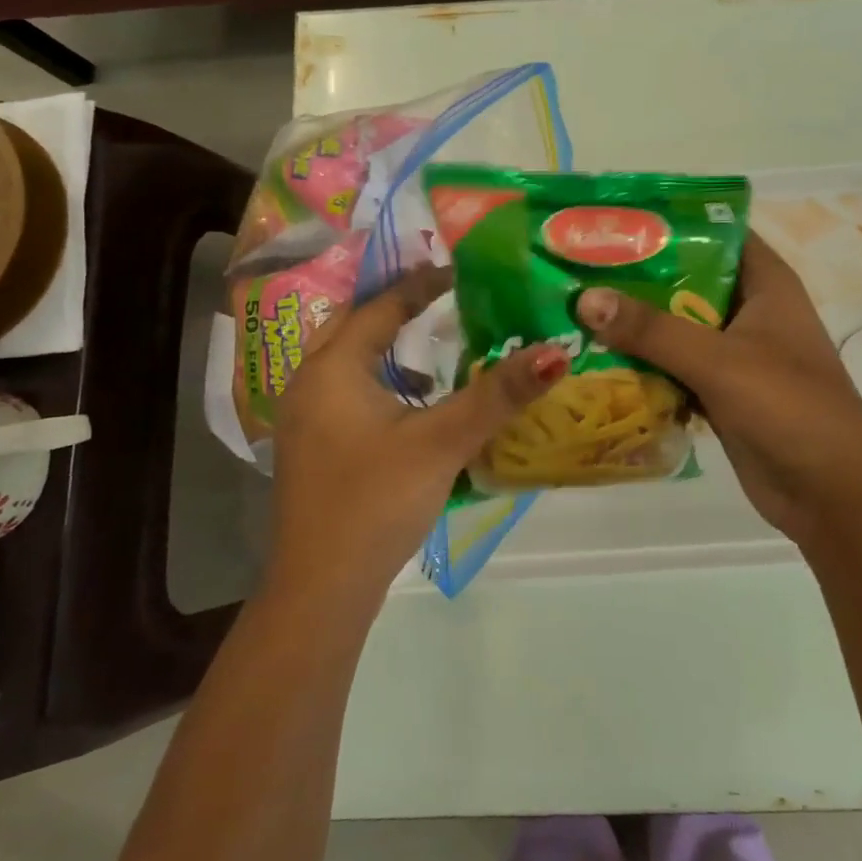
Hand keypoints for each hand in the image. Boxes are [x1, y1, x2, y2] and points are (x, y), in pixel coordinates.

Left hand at [270, 265, 568, 602]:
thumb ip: (498, 395)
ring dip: (387, 346)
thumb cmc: (377, 501)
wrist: (321, 589)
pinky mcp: (313, 448)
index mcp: (332, 368)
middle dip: (396, 308)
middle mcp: (309, 383)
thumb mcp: (442, 442)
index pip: (380, 306)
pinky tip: (413, 401)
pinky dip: (379, 380)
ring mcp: (306, 419)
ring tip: (433, 339)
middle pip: (353, 325)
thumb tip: (555, 352)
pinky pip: (347, 392)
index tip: (462, 271)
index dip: (421, 284)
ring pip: (348, 361)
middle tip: (443, 295)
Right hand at [575, 236, 861, 546]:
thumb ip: (652, 329)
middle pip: (686, 279)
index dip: (669, 222)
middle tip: (577, 266)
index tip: (614, 219)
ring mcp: (734, 354)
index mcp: (765, 284)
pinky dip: (642, 364)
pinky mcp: (720, 392)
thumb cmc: (789, 407)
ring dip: (634, 323)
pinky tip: (595, 359)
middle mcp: (749, 310)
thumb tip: (585, 299)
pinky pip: (673, 367)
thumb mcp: (719, 360)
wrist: (832, 494)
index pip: (716, 232)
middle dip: (636, 275)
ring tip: (573, 307)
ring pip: (675, 326)